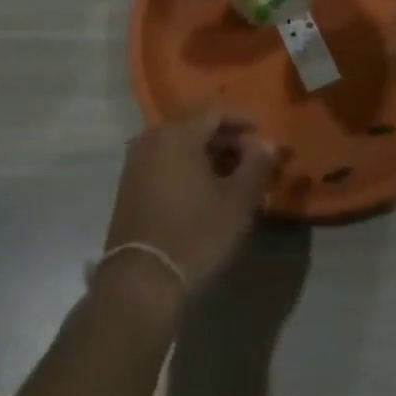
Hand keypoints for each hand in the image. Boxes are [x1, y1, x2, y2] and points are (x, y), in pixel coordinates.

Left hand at [101, 112, 277, 304]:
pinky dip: (188, 169)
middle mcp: (152, 138)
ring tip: (233, 179)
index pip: (215, 112)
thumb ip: (256, 165)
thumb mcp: (237, 201)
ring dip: (208, 156)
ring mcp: (137, 162)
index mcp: (177, 133)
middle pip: (196, 127)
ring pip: (180, 146)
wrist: (140, 283)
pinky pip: (165, 163)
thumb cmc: (195, 235)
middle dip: (227, 140)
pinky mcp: (129, 186)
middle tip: (252, 160)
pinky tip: (205, 192)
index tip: (263, 133)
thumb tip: (266, 143)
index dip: (243, 120)